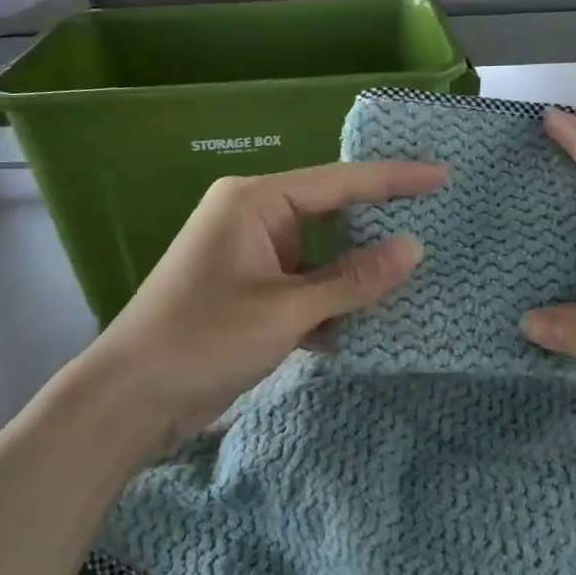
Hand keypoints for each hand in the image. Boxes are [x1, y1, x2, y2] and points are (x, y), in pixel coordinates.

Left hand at [89, 161, 447, 445]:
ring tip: (410, 284)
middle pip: (332, 216)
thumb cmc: (204, 339)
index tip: (443, 176)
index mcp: (255, 202)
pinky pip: (305, 288)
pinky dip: (330, 306)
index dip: (395, 180)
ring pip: (321, 258)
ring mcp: (251, 258)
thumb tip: (414, 248)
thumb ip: (353, 280)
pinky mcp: (251, 294)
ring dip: (354, 278)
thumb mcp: (287, 309)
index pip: (339, 182)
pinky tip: (362, 328)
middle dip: (377, 230)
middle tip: (436, 228)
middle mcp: (253, 220)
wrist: (132, 398)